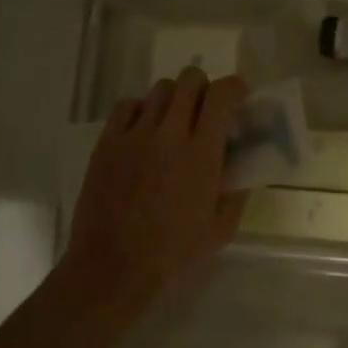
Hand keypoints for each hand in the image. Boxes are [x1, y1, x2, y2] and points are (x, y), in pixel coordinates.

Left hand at [62, 69, 249, 322]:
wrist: (113, 267)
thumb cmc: (174, 253)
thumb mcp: (221, 228)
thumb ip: (236, 189)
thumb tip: (239, 163)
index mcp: (201, 153)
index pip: (222, 95)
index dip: (236, 88)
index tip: (240, 97)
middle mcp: (168, 133)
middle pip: (190, 80)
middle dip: (205, 89)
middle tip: (207, 112)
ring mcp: (133, 135)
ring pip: (159, 89)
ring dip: (175, 99)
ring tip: (175, 123)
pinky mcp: (106, 143)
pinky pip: (127, 105)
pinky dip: (142, 109)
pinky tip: (145, 131)